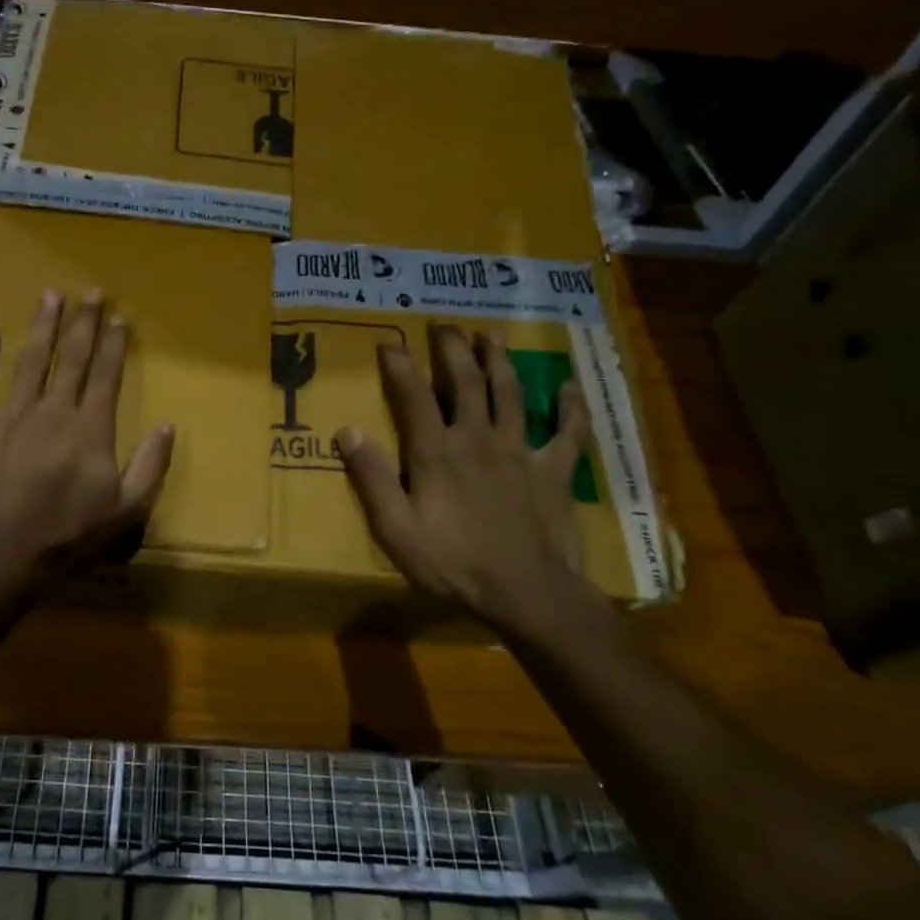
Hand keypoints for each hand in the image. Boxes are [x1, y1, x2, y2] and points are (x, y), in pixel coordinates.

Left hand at [0, 290, 174, 597]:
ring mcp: (11, 416)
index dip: (114, 344)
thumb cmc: (65, 538)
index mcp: (89, 429)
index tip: (120, 317)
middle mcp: (53, 412)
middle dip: (84, 322)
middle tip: (92, 291)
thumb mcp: (125, 512)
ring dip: (42, 326)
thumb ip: (150, 467)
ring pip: (30, 361)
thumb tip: (167, 425)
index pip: (106, 375)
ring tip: (50, 295)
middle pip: (72, 358)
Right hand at [336, 327, 594, 631]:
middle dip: (453, 349)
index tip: (389, 342)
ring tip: (490, 335)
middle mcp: (477, 438)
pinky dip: (571, 407)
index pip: (413, 396)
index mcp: (437, 452)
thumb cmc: (454, 564)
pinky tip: (571, 386)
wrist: (528, 594)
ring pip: (510, 393)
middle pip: (465, 382)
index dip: (399, 365)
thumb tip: (348, 431)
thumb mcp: (396, 529)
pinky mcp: (554, 470)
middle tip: (445, 325)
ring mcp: (520, 450)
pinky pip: (568, 432)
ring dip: (499, 361)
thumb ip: (371, 478)